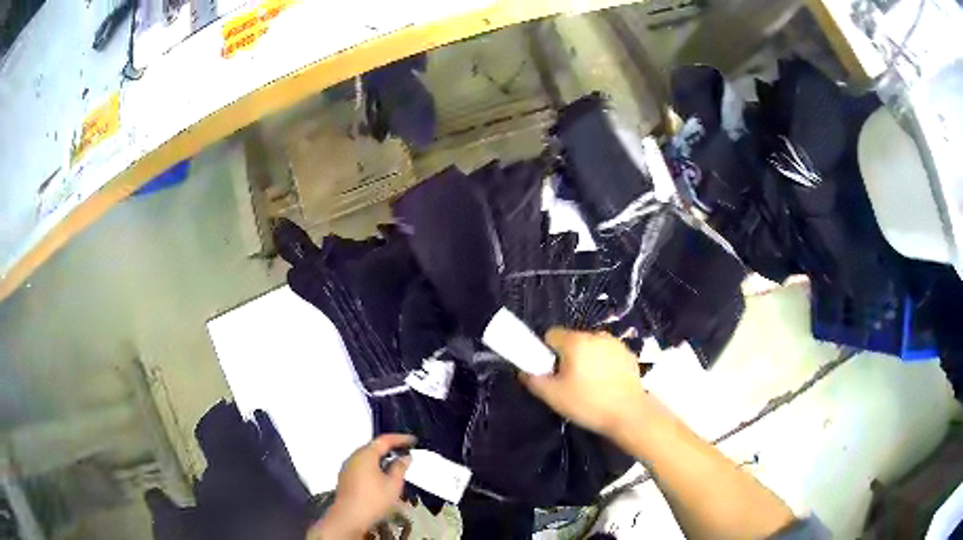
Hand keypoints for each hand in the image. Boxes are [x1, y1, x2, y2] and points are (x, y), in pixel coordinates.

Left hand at [308, 434, 414, 538]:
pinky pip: (361, 465)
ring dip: (381, 458)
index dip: (400, 439)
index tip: (413, 440)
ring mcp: (347, 467)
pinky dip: (373, 466)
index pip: (384, 440)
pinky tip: (381, 476)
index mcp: (366, 454)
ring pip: (366, 457)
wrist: (349, 517)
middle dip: (389, 448)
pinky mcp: (345, 477)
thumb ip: (400, 468)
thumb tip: (405, 457)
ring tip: (395, 464)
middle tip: (405, 451)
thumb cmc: (374, 499)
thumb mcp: (393, 484)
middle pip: (373, 447)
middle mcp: (354, 457)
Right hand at [520, 328, 647, 438]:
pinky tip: (606, 384)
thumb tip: (524, 371)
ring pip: (590, 346)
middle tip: (569, 382)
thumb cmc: (588, 403)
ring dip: (586, 359)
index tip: (551, 372)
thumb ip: (533, 380)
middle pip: (572, 340)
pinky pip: (607, 353)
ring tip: (589, 385)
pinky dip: (603, 363)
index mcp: (575, 341)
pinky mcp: (628, 353)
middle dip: (567, 356)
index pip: (551, 334)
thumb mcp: (553, 396)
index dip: (546, 352)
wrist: (629, 414)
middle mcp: (596, 335)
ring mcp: (615, 343)